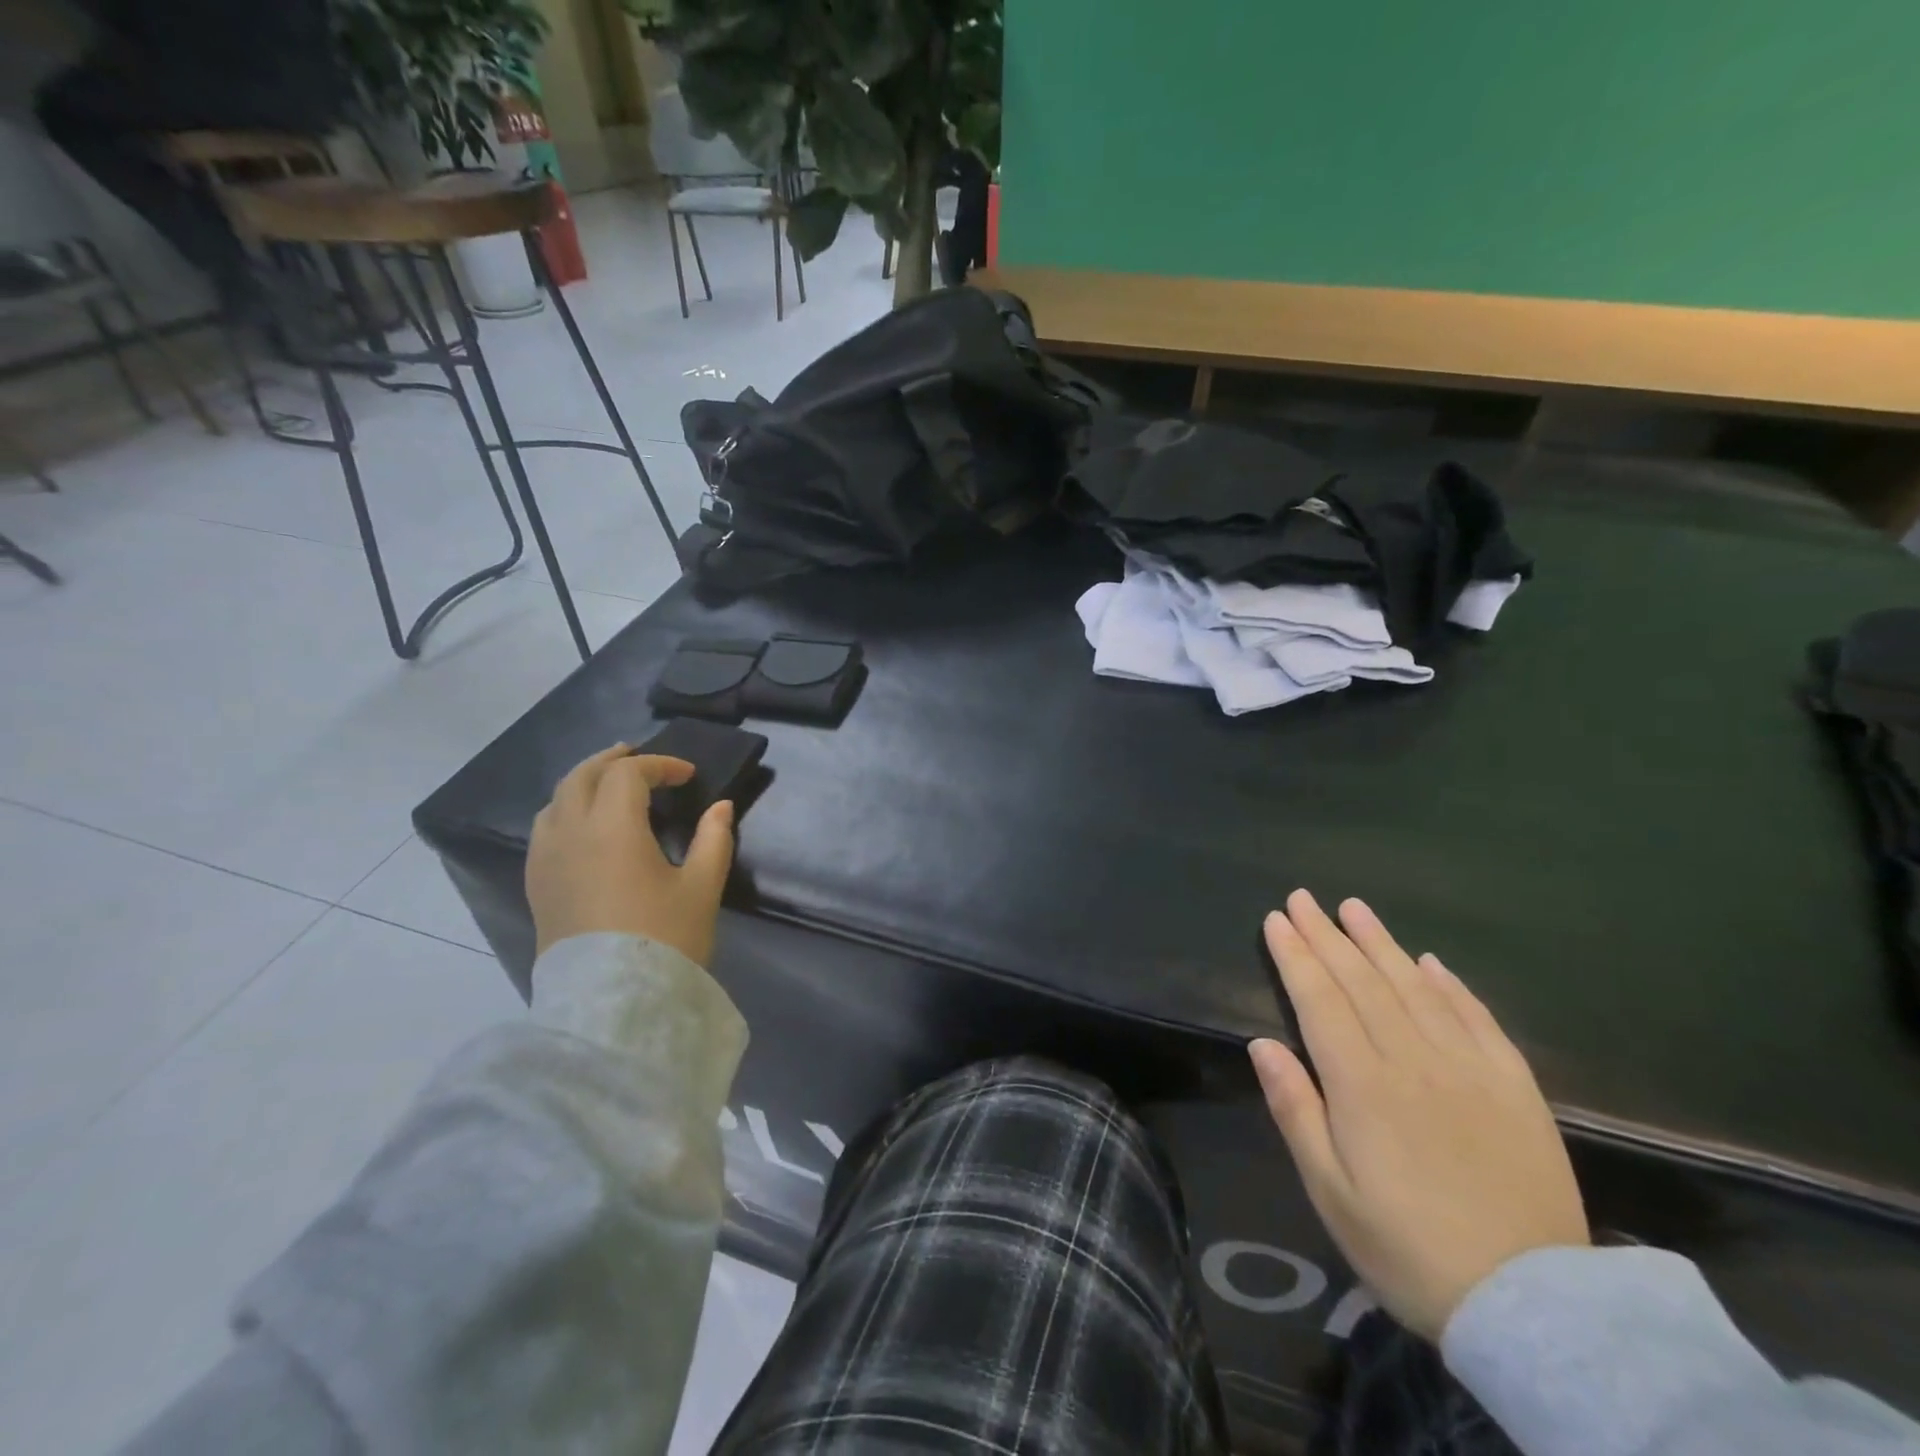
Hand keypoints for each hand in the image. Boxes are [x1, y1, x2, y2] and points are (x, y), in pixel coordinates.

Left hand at [526, 745, 734, 965]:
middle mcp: (571, 833)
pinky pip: (545, 828)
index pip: (629, 773)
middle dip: (613, 760)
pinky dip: (566, 809)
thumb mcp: (701, 888)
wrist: (611, 1002)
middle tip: (639, 757)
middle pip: (583, 776)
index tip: (689, 776)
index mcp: (613, 828)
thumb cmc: (663, 939)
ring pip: (556, 799)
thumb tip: (720, 808)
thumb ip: (713, 840)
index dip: (661, 765)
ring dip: (585, 781)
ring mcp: (546, 859)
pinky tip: (584, 825)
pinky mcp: (537, 884)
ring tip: (609, 784)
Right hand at [1249, 891, 1587, 1341]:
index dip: (1296, 957)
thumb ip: (1295, 1111)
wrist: (1534, 1310)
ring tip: (1354, 908)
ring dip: (1381, 944)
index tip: (1277, 919)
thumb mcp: (1331, 1193)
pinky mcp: (1515, 1088)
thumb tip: (1261, 1043)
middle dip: (1328, 936)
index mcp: (1362, 1086)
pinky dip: (1450, 985)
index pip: (1320, 1001)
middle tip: (1303, 898)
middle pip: (1362, 982)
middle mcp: (1414, 1062)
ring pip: (1415, 988)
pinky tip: (1430, 962)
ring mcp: (1470, 1070)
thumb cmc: (1409, 1251)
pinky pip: (1478, 1019)